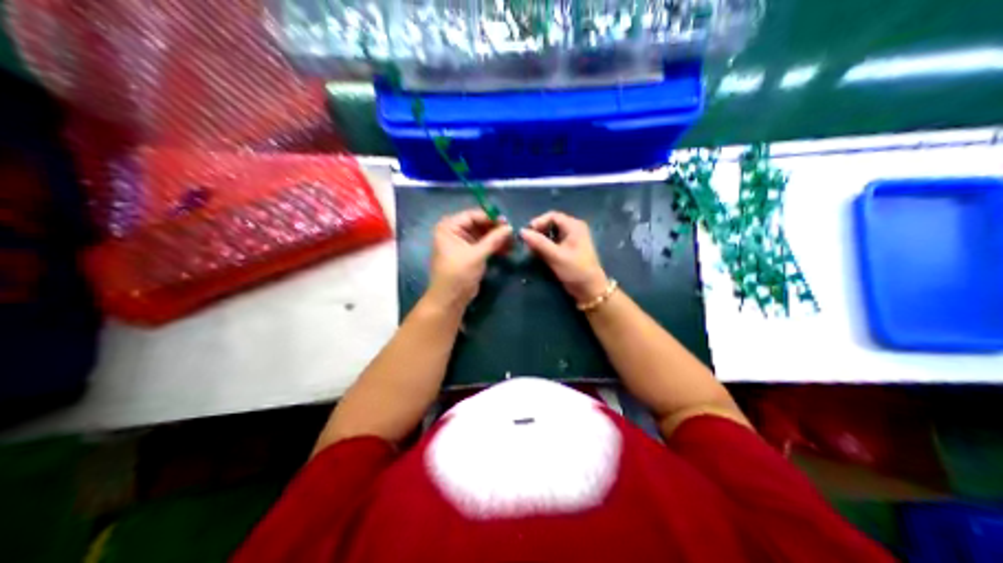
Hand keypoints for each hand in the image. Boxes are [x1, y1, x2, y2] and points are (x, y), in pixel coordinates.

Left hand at [424, 209, 511, 310]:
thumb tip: (510, 228)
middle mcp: (453, 232)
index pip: (472, 215)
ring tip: (512, 243)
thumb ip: (494, 239)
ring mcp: (460, 243)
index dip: (490, 218)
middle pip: (478, 224)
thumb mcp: (477, 255)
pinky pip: (482, 245)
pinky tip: (507, 250)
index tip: (507, 222)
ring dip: (496, 238)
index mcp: (448, 228)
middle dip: (495, 229)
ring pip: (482, 235)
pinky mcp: (468, 254)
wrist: (450, 299)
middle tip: (512, 233)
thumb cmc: (458, 274)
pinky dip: (493, 246)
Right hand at [520, 212, 606, 303]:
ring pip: (551, 234)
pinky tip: (538, 255)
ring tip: (531, 250)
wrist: (590, 289)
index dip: (538, 222)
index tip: (527, 234)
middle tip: (527, 243)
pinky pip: (553, 243)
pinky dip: (545, 247)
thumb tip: (521, 231)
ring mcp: (571, 240)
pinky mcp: (567, 250)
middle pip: (551, 224)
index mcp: (574, 226)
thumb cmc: (575, 270)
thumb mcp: (556, 256)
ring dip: (540, 241)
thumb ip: (539, 242)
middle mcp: (573, 229)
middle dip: (538, 232)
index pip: (552, 216)